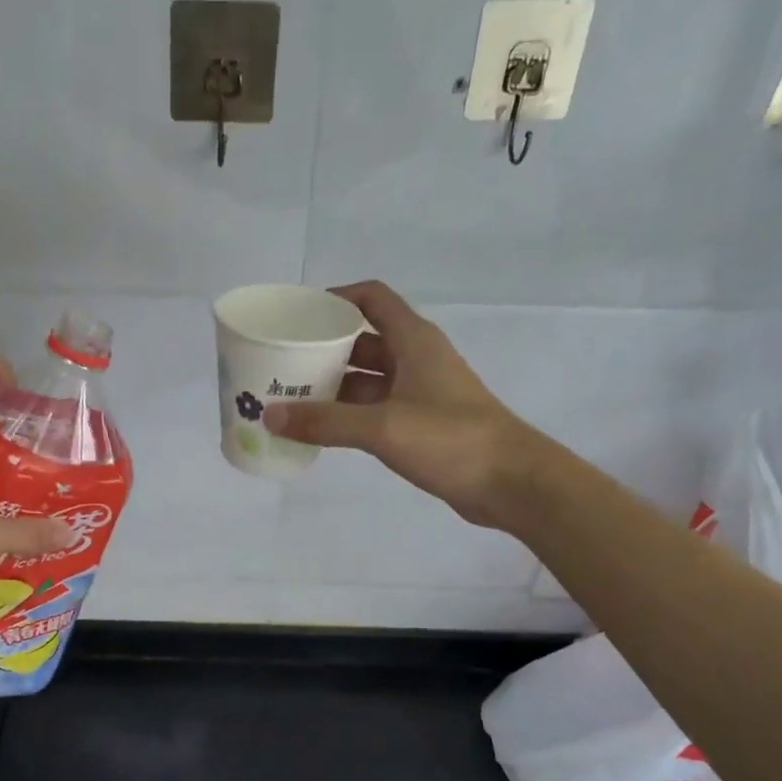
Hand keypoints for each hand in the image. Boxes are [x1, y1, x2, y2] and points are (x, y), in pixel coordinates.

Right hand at [263, 281, 553, 529]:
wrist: (510, 482)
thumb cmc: (451, 439)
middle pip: (362, 340)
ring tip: (290, 397)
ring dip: (332, 386)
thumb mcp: (383, 427)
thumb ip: (326, 422)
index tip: (298, 315)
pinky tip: (319, 430)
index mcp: (413, 341)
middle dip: (323, 348)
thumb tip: (271, 417)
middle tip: (282, 363)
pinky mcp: (420, 424)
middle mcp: (415, 359)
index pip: (371, 298)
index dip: (335, 298)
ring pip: (366, 379)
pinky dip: (347, 415)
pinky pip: (374, 409)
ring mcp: (419, 393)